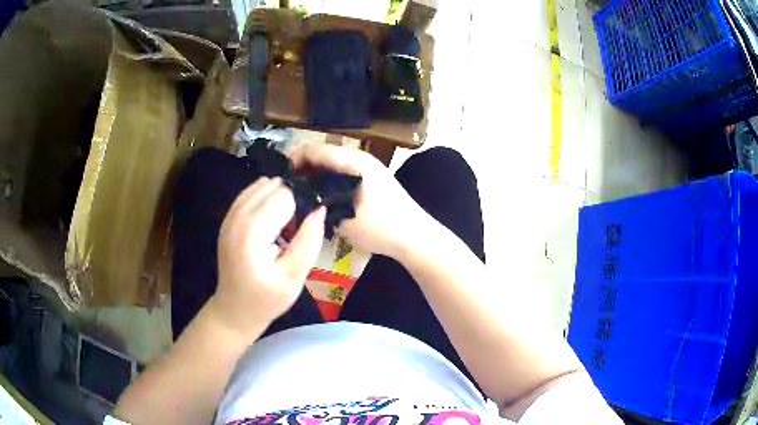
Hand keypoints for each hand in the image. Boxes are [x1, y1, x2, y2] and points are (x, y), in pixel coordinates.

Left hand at [211, 177, 325, 340]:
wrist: (234, 309)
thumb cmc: (266, 299)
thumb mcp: (293, 278)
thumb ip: (308, 242)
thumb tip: (320, 208)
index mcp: (251, 232)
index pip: (285, 196)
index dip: (303, 205)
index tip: (309, 225)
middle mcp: (237, 217)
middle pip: (273, 186)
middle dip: (292, 198)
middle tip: (300, 226)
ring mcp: (229, 215)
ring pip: (262, 184)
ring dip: (279, 196)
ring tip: (288, 223)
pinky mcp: (229, 217)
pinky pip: (251, 192)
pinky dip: (266, 197)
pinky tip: (274, 218)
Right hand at [289, 143, 430, 257]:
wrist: (415, 236)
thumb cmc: (381, 227)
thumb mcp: (345, 217)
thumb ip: (319, 202)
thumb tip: (299, 195)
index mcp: (354, 161)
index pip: (316, 149)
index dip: (294, 159)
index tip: (280, 176)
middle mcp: (360, 157)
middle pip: (323, 154)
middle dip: (303, 167)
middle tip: (287, 186)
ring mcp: (367, 167)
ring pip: (332, 163)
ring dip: (315, 174)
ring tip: (300, 192)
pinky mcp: (370, 178)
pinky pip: (342, 172)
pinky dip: (328, 180)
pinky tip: (320, 196)